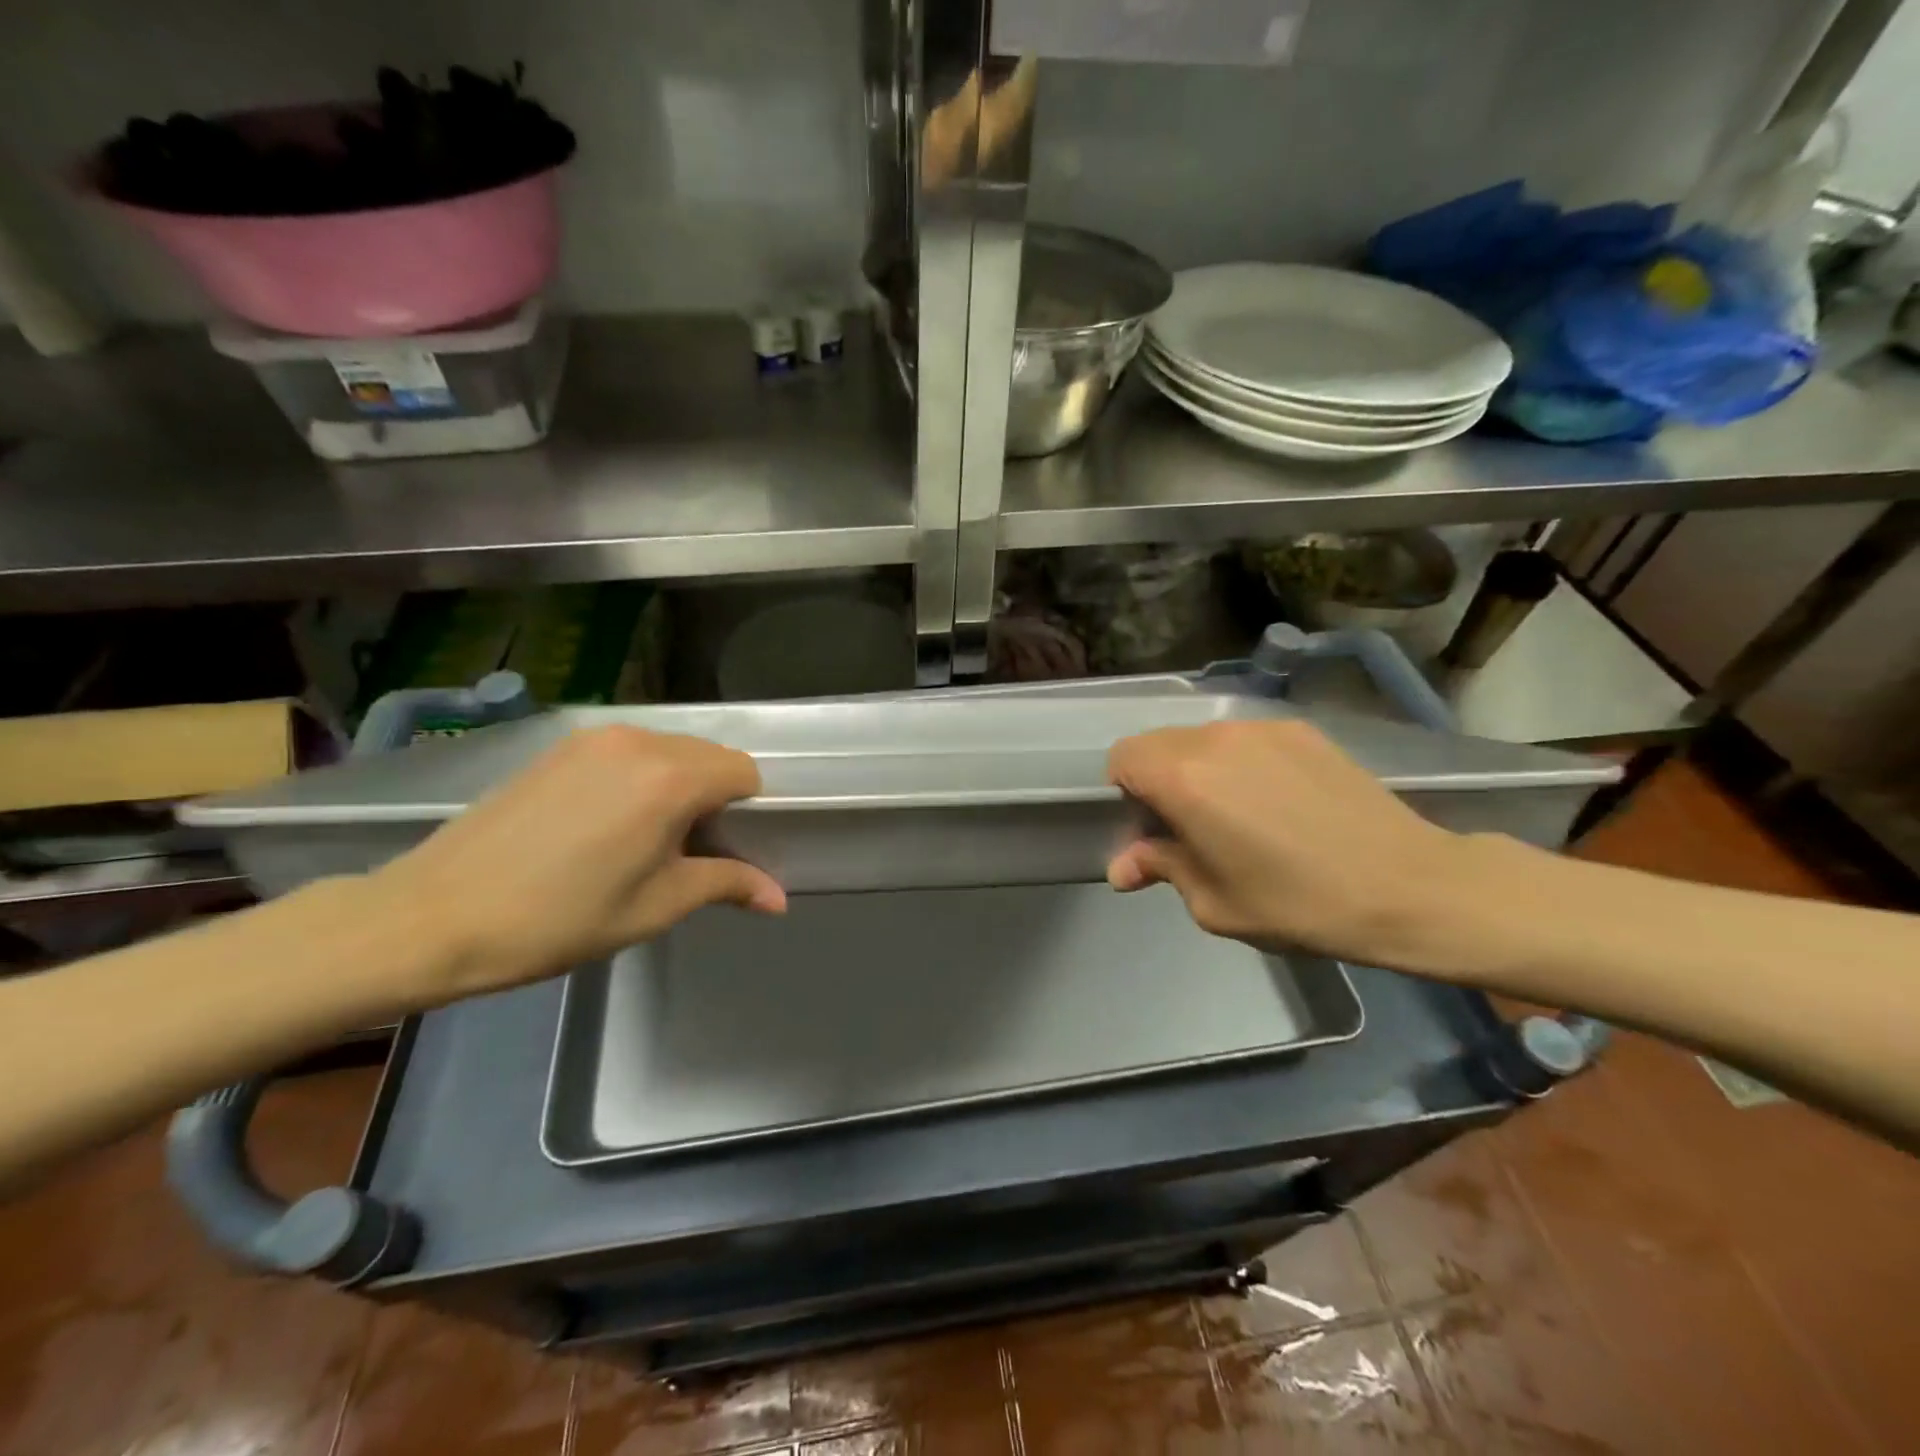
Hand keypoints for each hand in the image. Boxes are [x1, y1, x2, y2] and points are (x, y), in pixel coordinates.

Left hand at [367, 727, 784, 1004]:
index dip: (747, 812)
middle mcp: (639, 742)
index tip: (723, 850)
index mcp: (671, 778)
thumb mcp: (655, 906)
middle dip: (715, 797)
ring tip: (643, 838)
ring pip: (669, 750)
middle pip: (710, 757)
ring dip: (677, 785)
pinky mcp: (559, 747)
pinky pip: (628, 751)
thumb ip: (727, 885)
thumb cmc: (559, 919)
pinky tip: (605, 823)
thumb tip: (780, 899)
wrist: (433, 916)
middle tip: (686, 850)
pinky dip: (640, 777)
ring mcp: (594, 739)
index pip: (745, 773)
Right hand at [1106, 720, 1465, 968]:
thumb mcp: (1214, 902)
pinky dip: (1240, 763)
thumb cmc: (1297, 904)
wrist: (1406, 886)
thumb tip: (1122, 866)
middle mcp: (1215, 738)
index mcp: (1183, 778)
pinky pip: (1245, 739)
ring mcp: (1262, 729)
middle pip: (1159, 744)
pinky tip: (1278, 802)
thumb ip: (1160, 868)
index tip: (1151, 828)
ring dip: (1200, 769)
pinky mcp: (1301, 730)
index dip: (1125, 792)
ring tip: (1238, 814)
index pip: (1122, 758)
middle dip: (1159, 780)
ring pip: (1202, 738)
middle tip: (1190, 826)